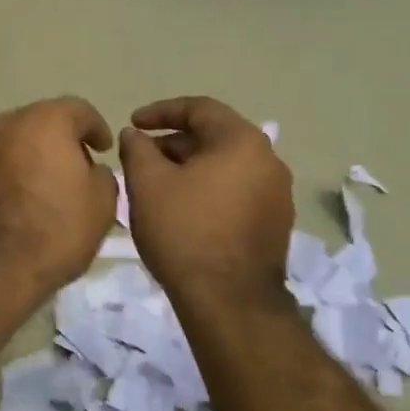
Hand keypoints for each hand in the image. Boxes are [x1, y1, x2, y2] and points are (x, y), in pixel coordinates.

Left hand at [0, 97, 117, 298]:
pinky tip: (16, 199)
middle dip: (60, 140)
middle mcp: (6, 124)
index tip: (104, 148)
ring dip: (30, 156)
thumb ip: (103, 175)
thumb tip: (91, 170)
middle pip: (41, 122)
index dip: (96, 128)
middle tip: (76, 166)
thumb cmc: (56, 230)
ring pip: (12, 142)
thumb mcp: (102, 204)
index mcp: (45, 121)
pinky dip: (6, 174)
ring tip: (43, 183)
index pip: (78, 110)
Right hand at [119, 96, 293, 308]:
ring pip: (225, 166)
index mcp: (242, 141)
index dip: (160, 112)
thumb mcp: (147, 184)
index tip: (132, 123)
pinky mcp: (275, 224)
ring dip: (190, 168)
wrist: (229, 302)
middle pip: (214, 137)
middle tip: (140, 159)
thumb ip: (137, 149)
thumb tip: (135, 134)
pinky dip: (208, 190)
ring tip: (157, 186)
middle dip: (173, 144)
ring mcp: (277, 194)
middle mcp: (269, 160)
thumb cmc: (184, 232)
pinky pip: (236, 191)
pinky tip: (183, 210)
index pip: (199, 109)